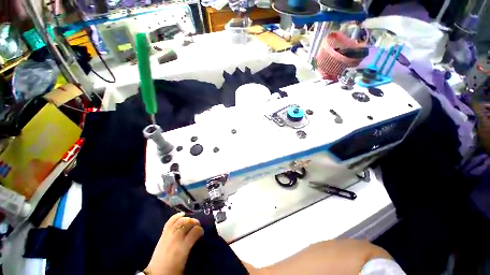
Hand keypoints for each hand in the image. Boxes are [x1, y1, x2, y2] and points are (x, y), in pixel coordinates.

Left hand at [145, 212, 203, 274]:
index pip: (195, 231)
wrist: (157, 274)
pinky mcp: (163, 234)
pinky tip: (181, 214)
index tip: (202, 233)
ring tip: (191, 221)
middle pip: (188, 223)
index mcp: (183, 247)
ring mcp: (168, 235)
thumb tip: (197, 239)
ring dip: (187, 219)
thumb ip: (192, 247)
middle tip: (197, 225)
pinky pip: (170, 222)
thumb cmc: (174, 270)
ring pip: (180, 221)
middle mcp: (176, 238)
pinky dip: (176, 216)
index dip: (200, 230)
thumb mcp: (186, 261)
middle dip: (195, 222)